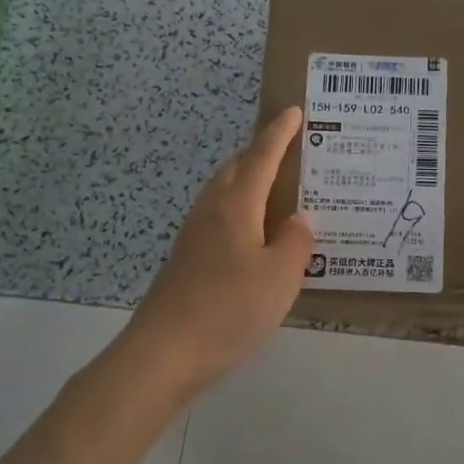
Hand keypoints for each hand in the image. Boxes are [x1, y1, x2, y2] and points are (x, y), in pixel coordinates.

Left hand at [123, 107, 314, 397]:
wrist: (164, 353)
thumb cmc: (229, 309)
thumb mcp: (280, 277)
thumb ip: (296, 242)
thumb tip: (299, 219)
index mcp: (235, 207)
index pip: (261, 158)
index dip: (278, 134)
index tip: (292, 110)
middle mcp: (211, 212)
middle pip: (235, 169)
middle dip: (260, 152)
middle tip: (289, 149)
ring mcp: (193, 236)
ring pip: (223, 192)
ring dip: (247, 180)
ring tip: (275, 188)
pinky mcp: (186, 259)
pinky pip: (218, 217)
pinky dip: (239, 209)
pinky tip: (253, 234)